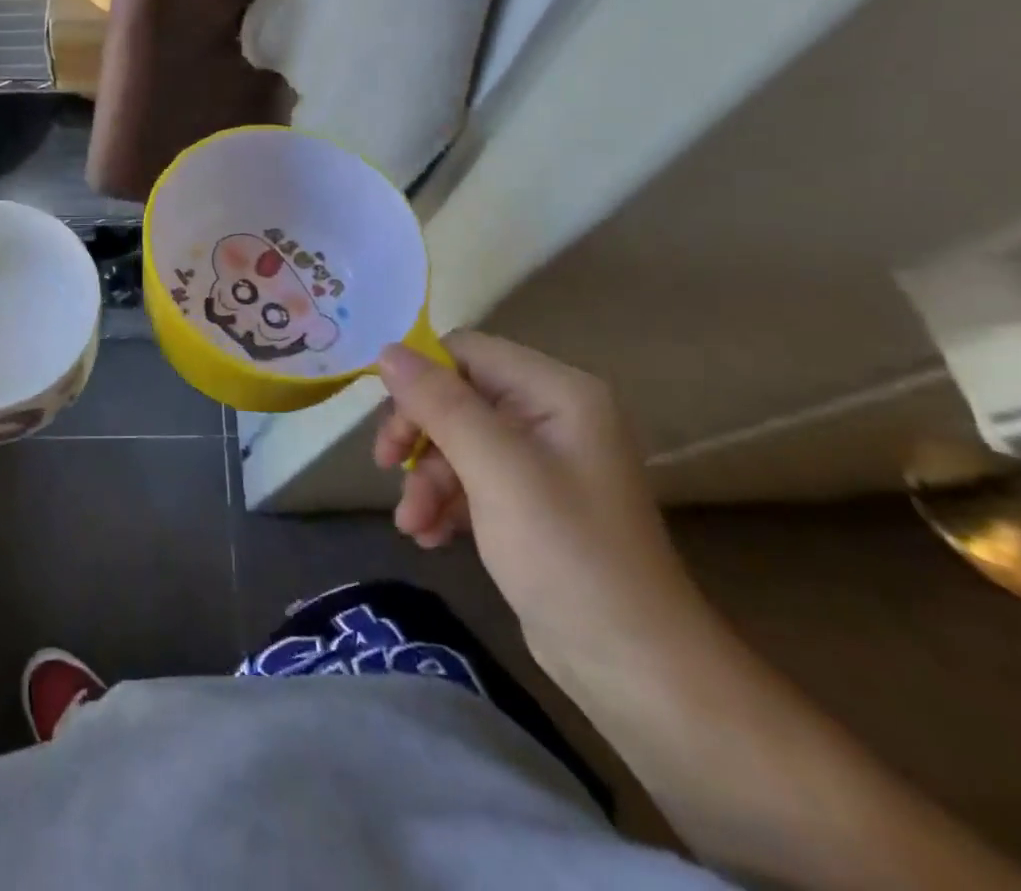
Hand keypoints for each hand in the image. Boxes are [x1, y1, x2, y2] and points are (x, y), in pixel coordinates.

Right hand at [372, 331, 710, 685]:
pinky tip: (430, 536)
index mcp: (556, 392)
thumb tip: (386, 349)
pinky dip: (445, 501)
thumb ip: (439, 403)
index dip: (421, 378)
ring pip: (458, 440)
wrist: (635, 669)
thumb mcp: (494, 469)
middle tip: (385, 465)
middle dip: (420, 434)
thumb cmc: (566, 553)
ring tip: (410, 524)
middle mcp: (551, 415)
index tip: (390, 424)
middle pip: (457, 396)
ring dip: (427, 477)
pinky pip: (472, 478)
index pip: (467, 352)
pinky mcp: (531, 502)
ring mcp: (543, 461)